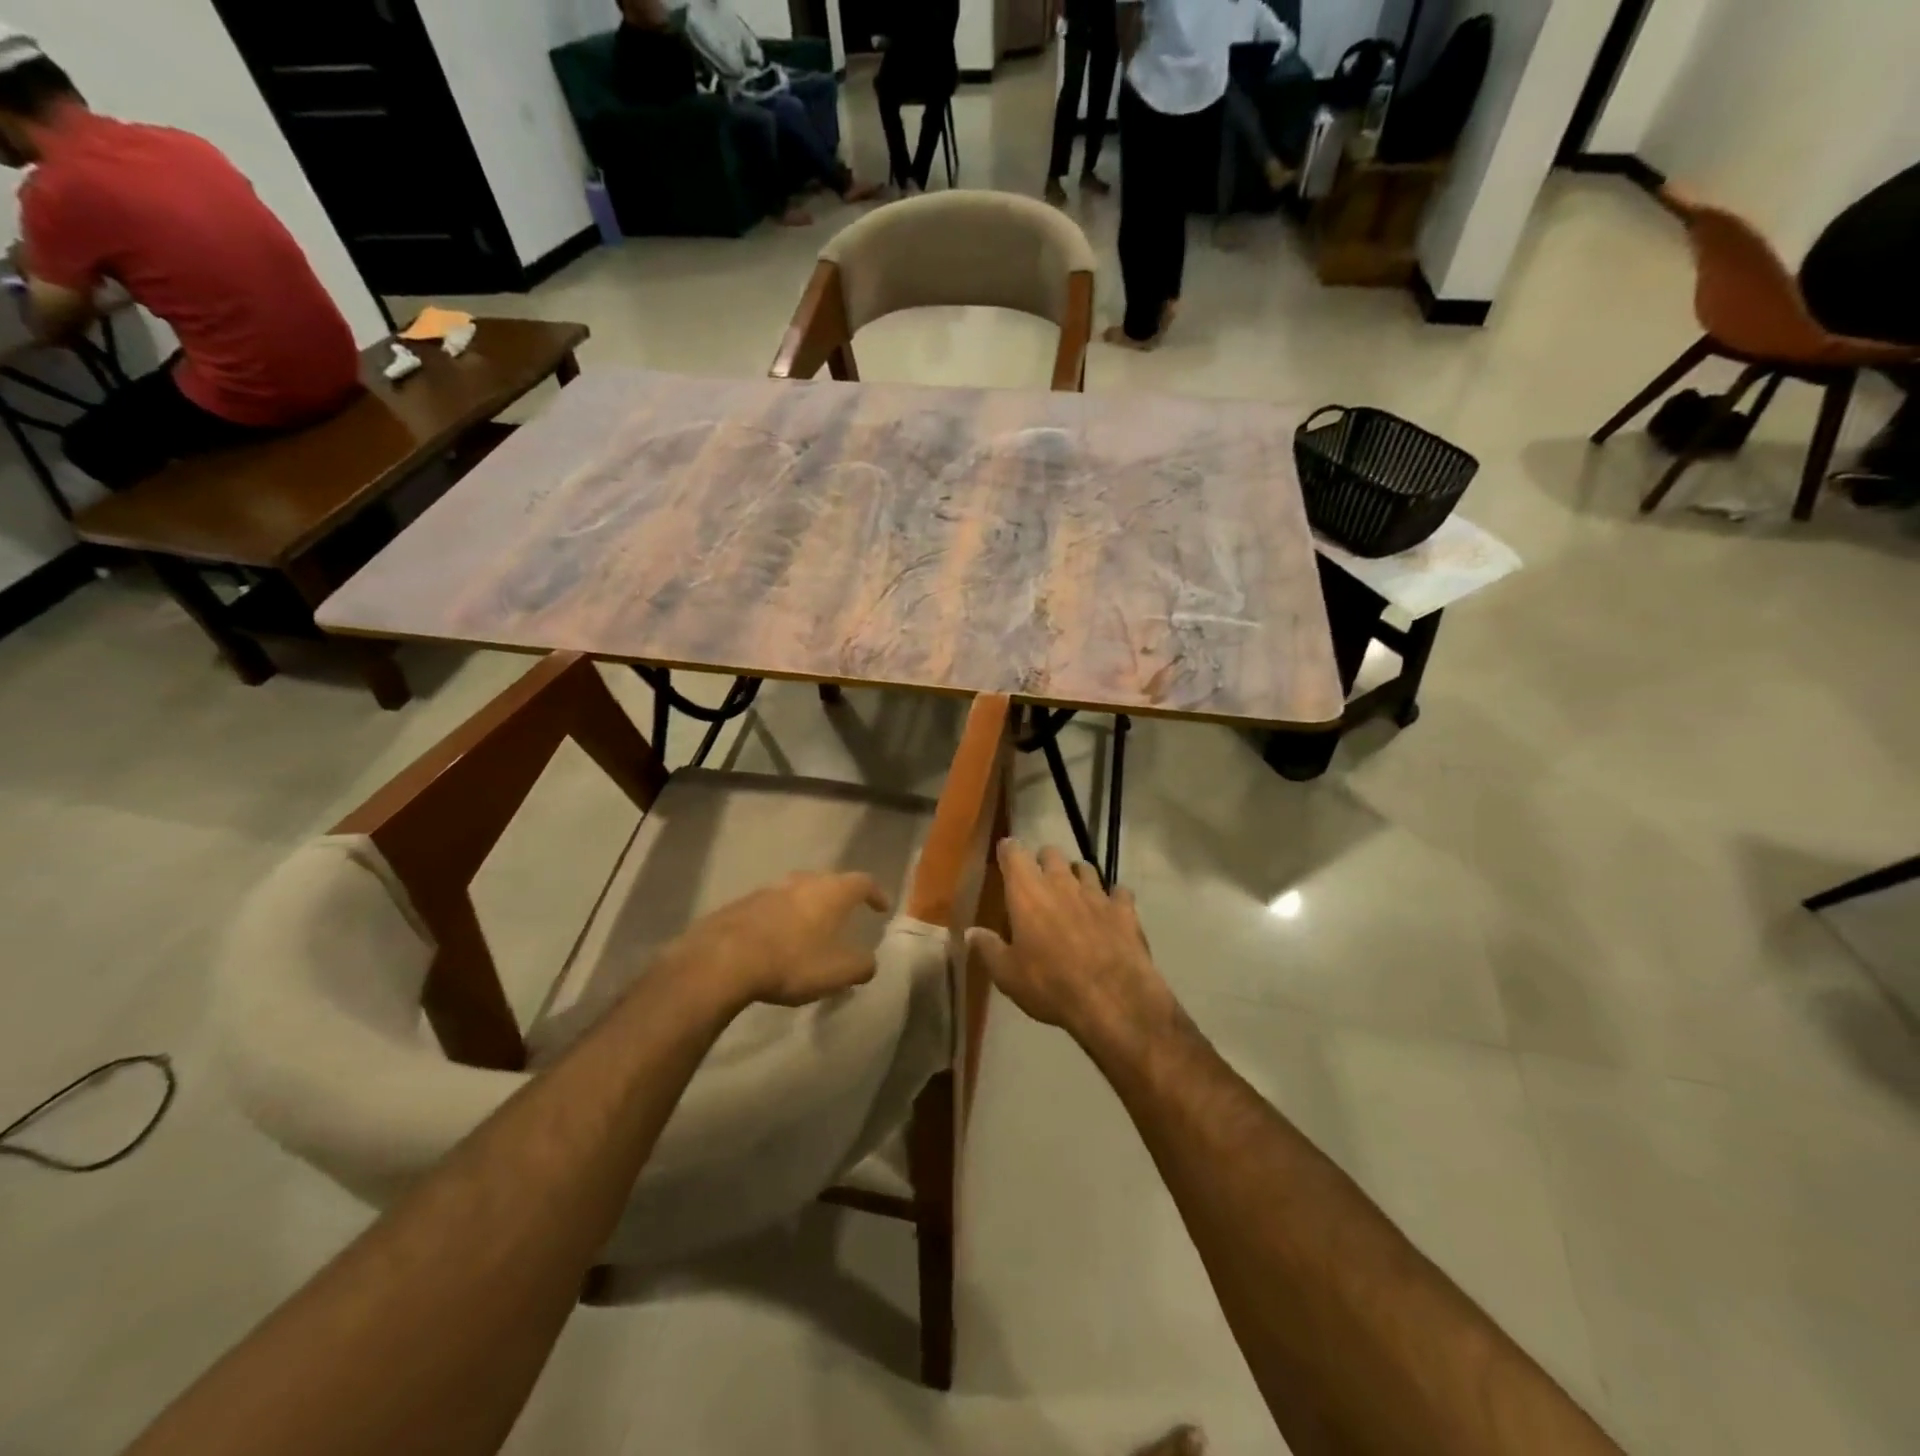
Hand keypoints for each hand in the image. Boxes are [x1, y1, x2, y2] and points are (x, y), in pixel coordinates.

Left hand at [661, 871, 892, 1009]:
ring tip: (810, 931)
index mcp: (832, 891)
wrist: (724, 959)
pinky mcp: (742, 904)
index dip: (875, 894)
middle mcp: (803, 881)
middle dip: (839, 898)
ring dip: (807, 908)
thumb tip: (869, 962)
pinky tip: (777, 941)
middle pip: (828, 882)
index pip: (863, 882)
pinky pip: (771, 908)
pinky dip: (781, 919)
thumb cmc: (793, 961)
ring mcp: (769, 889)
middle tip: (845, 917)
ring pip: (797, 893)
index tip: (881, 908)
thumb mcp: (838, 972)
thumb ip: (862, 966)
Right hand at [967, 842, 1176, 1051]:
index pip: (1013, 854)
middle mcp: (1061, 883)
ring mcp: (1096, 893)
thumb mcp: (1007, 974)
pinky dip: (1113, 897)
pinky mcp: (1124, 910)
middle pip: (1051, 853)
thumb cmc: (1050, 984)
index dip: (1008, 850)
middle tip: (1039, 878)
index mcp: (1027, 893)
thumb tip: (970, 932)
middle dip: (1043, 860)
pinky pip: (1119, 892)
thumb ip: (988, 948)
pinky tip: (1111, 909)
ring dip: (1077, 875)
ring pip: (1086, 868)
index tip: (1005, 853)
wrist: (1113, 999)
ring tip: (1074, 890)